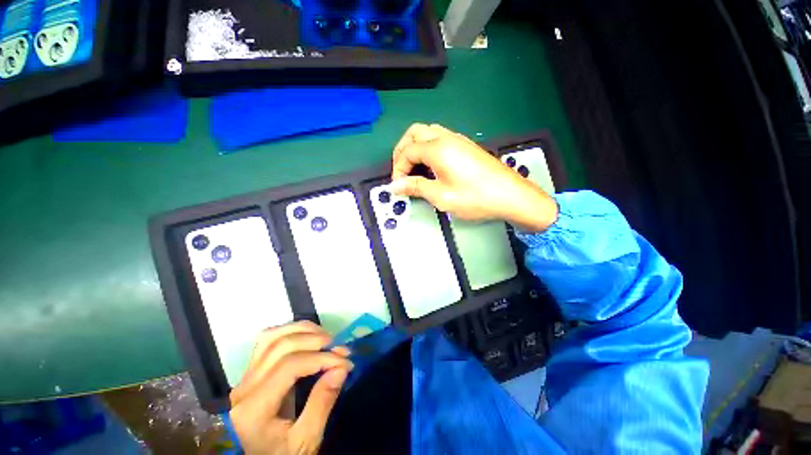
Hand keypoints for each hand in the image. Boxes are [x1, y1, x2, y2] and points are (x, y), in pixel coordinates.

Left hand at [229, 321, 352, 454]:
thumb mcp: (305, 441)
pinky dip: (289, 332)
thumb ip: (322, 404)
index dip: (321, 358)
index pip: (290, 365)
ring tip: (325, 337)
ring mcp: (245, 378)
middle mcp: (244, 388)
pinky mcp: (250, 373)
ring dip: (302, 330)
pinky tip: (306, 336)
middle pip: (281, 346)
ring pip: (271, 337)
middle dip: (316, 340)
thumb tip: (342, 367)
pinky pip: (267, 341)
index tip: (345, 361)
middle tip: (339, 347)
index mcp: (254, 409)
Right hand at [391, 123, 557, 231]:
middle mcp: (446, 137)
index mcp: (438, 148)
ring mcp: (458, 139)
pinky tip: (431, 165)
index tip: (399, 186)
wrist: (511, 196)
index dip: (398, 168)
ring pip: (427, 132)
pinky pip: (440, 137)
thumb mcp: (441, 196)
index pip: (407, 151)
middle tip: (402, 171)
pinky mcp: (466, 145)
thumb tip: (395, 186)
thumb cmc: (475, 197)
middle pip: (414, 133)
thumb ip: (416, 187)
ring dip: (415, 146)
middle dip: (402, 150)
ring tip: (414, 168)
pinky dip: (428, 147)